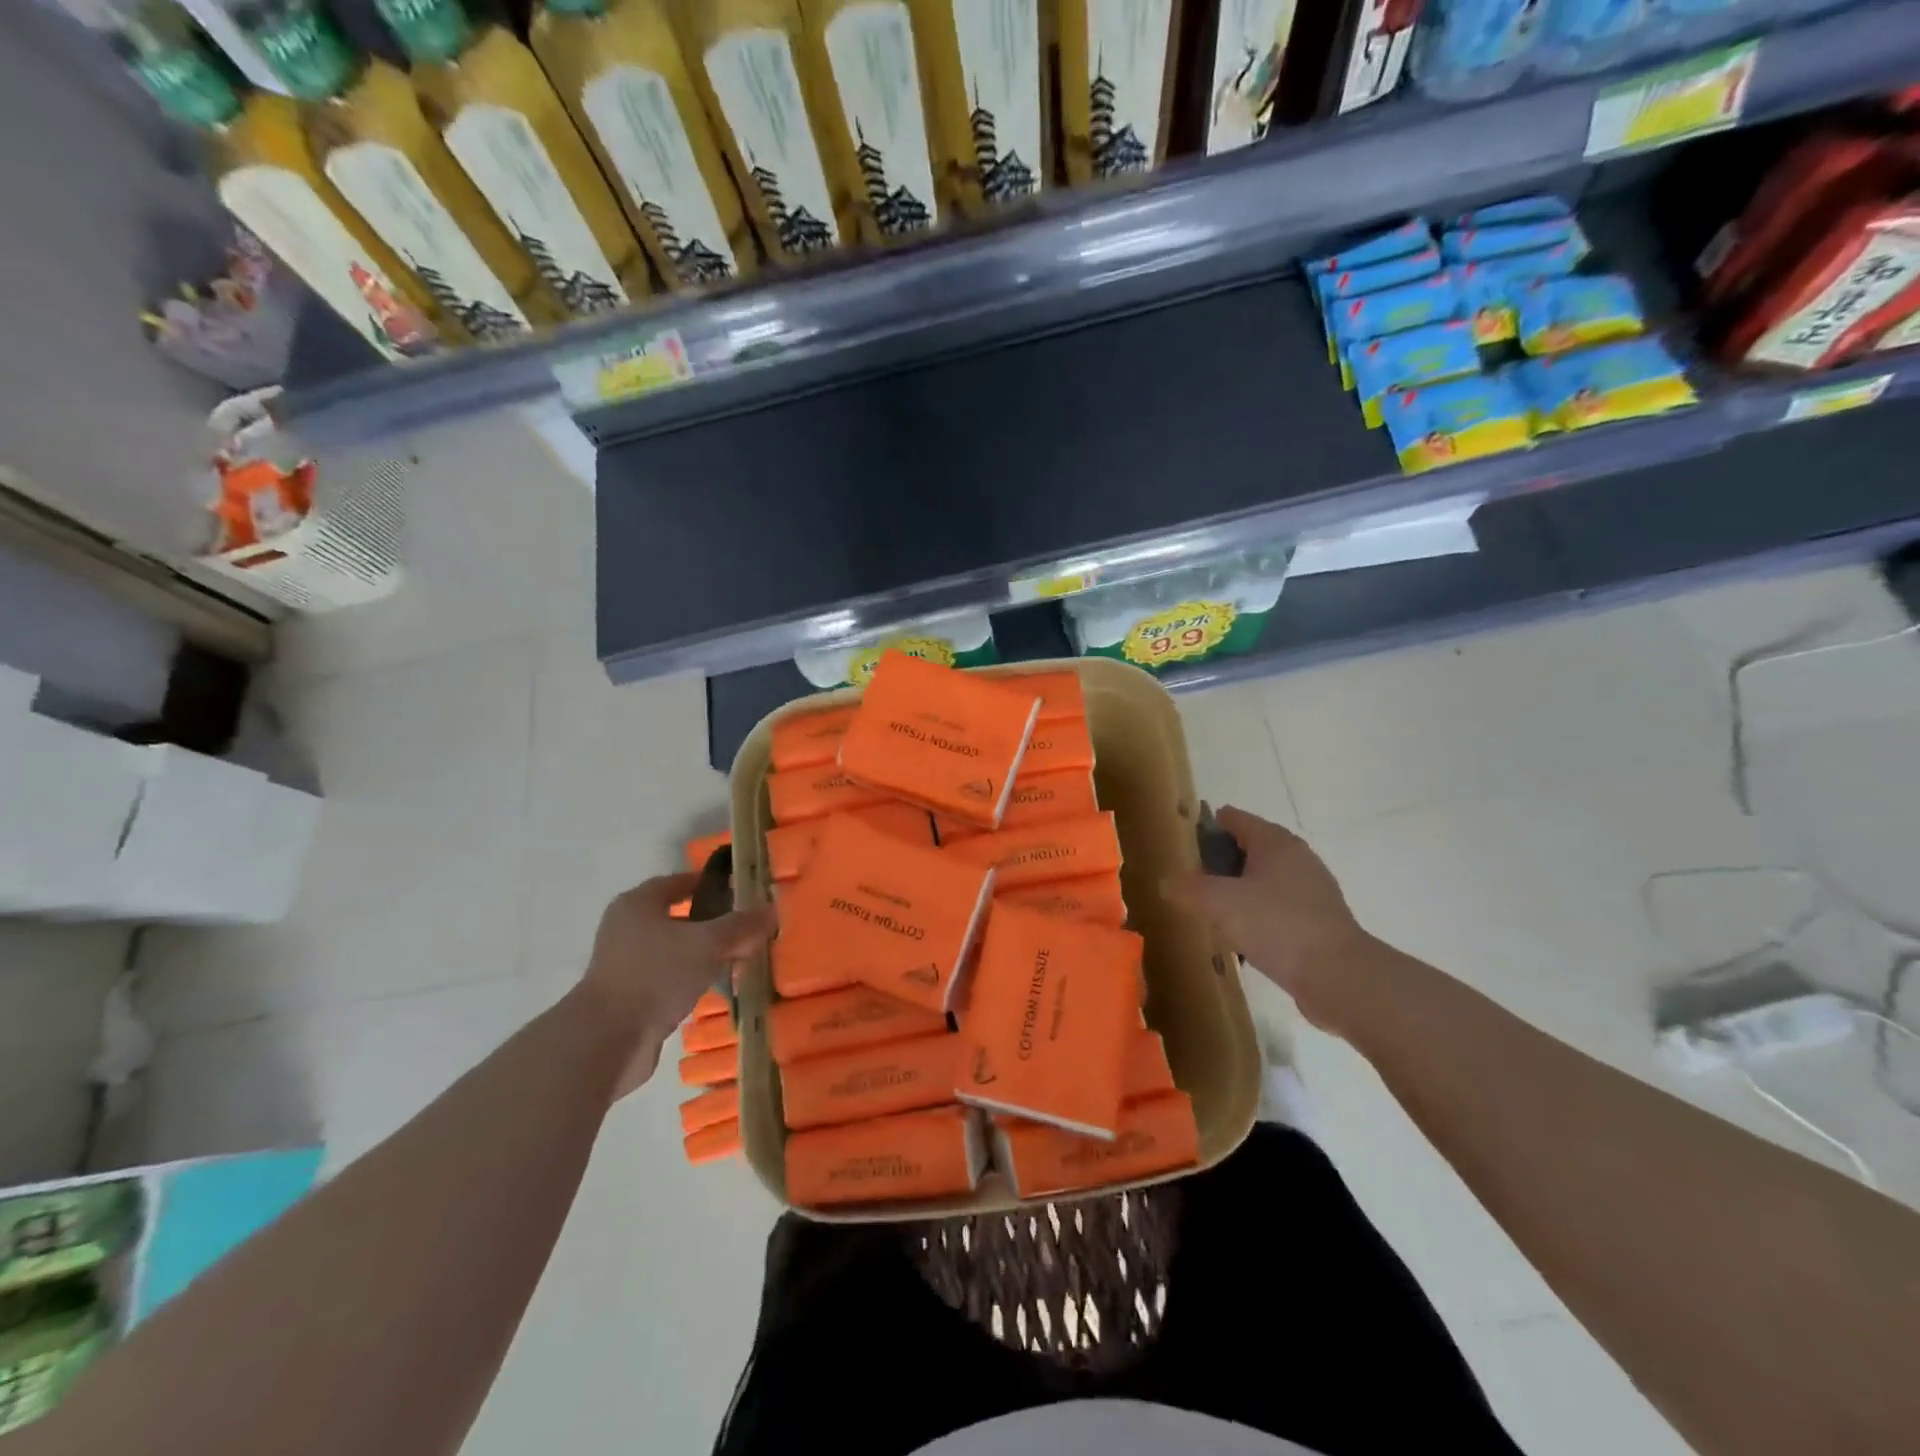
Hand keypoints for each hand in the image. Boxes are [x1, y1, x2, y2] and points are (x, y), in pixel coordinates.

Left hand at [574, 872, 776, 1099]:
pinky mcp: (629, 999)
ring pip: (676, 952)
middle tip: (748, 929)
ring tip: (740, 961)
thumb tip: (772, 909)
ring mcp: (625, 966)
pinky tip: (717, 990)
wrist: (607, 1041)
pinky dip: (692, 981)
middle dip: (713, 924)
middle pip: (678, 918)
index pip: (678, 882)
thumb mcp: (708, 944)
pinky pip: (670, 980)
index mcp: (637, 904)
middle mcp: (627, 929)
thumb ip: (741, 926)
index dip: (709, 884)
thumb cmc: (656, 976)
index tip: (740, 891)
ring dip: (705, 956)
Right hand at [1165, 806, 1375, 1032]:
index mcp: (1276, 843)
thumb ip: (1188, 888)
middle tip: (1192, 877)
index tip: (1184, 841)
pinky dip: (1257, 914)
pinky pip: (1278, 908)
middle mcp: (1298, 859)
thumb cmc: (1276, 925)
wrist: (1339, 977)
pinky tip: (1241, 934)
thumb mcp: (1219, 903)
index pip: (1236, 819)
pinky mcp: (1319, 923)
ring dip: (1239, 889)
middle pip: (1252, 848)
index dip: (1209, 825)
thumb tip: (1167, 882)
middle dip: (1222, 860)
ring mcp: (1312, 892)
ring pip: (1265, 880)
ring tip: (1211, 907)